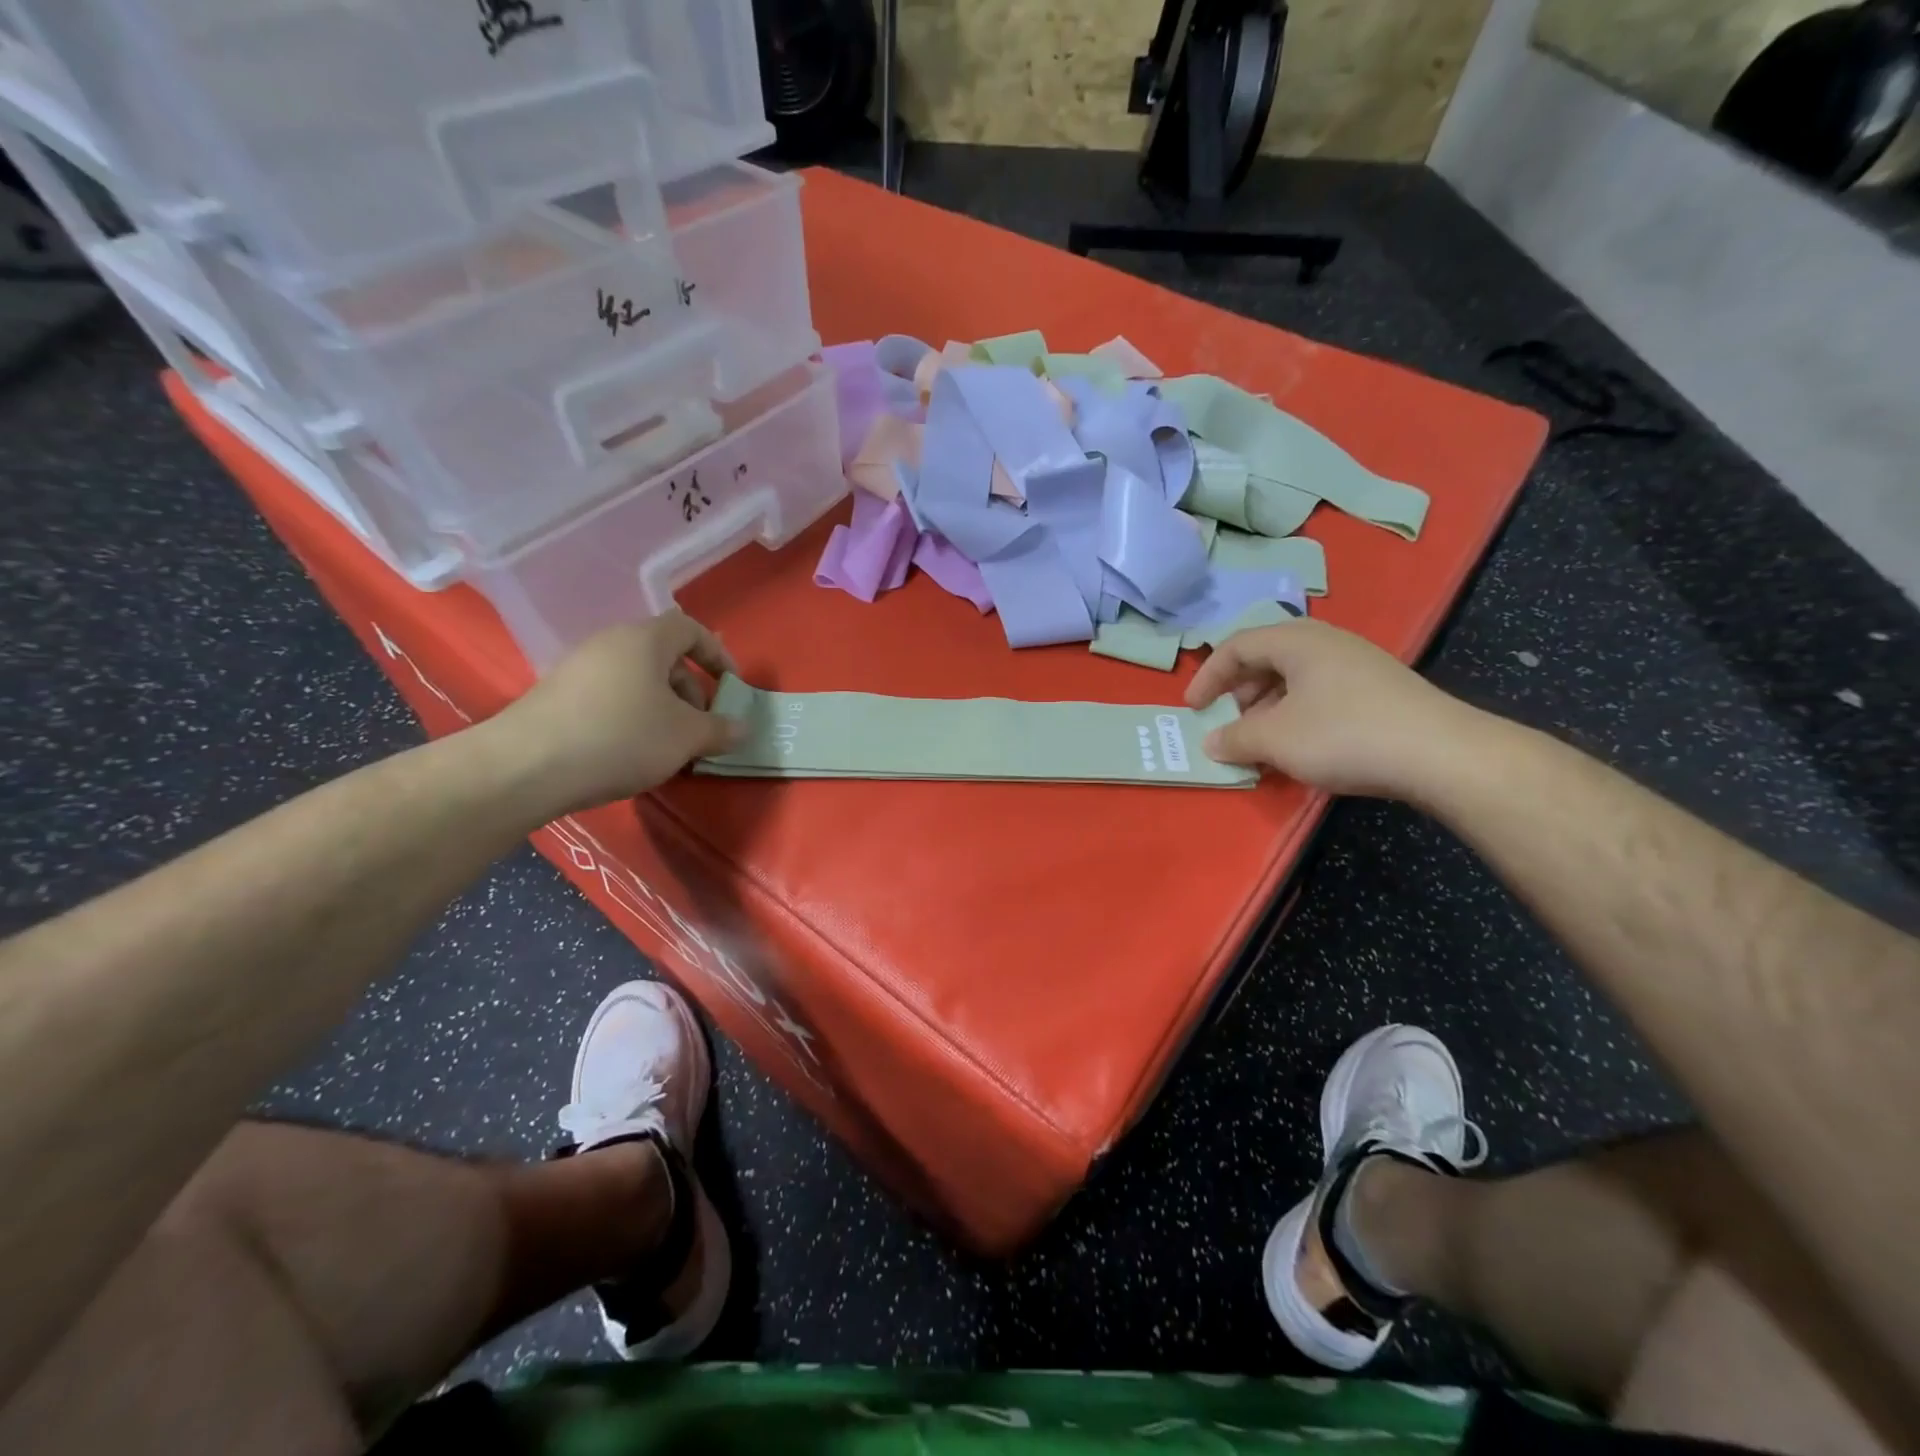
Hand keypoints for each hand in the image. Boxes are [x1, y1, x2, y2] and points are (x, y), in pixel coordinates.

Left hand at [493, 613, 741, 811]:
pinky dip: (632, 717)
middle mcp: (610, 643)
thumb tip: (742, 728)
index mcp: (645, 639)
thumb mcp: (686, 737)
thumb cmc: (622, 738)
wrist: (527, 766)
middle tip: (701, 728)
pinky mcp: (556, 695)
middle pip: (664, 657)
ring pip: (637, 680)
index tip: (731, 687)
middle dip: (691, 691)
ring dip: (663, 708)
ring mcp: (578, 667)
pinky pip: (610, 697)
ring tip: (669, 747)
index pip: (691, 629)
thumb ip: (721, 729)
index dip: (718, 655)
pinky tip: (631, 753)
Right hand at [1185, 618, 1482, 798]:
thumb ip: (1234, 738)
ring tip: (1263, 744)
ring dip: (1268, 710)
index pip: (1236, 646)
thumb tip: (1212, 742)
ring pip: (1294, 679)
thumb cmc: (1344, 735)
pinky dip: (1297, 716)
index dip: (1207, 677)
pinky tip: (1302, 748)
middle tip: (1230, 726)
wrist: (1441, 754)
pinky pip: (1321, 694)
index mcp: (1296, 640)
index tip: (1192, 709)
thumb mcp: (1275, 739)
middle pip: (1266, 659)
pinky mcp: (1379, 690)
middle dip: (1239, 694)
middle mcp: (1326, 642)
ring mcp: (1357, 664)